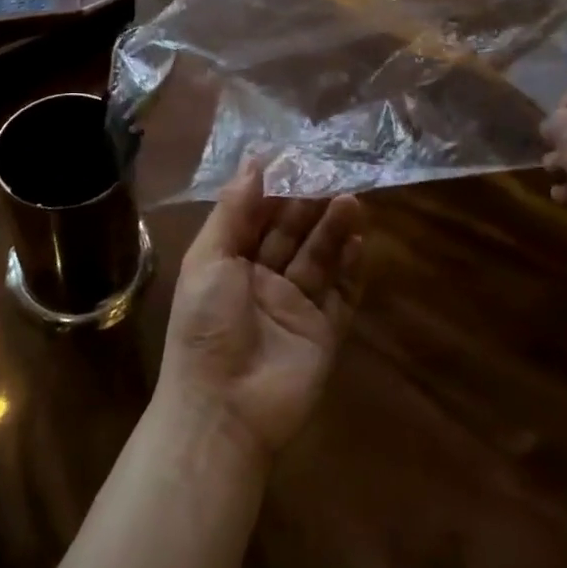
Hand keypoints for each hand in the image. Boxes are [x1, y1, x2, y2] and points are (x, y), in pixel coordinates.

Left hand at [156, 159, 365, 464]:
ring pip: (320, 258)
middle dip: (310, 204)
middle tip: (334, 174)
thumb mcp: (208, 259)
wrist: (222, 411)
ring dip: (334, 229)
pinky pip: (341, 295)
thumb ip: (233, 210)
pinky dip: (352, 269)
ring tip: (352, 201)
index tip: (298, 157)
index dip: (276, 189)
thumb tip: (254, 160)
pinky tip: (360, 242)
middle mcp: (263, 280)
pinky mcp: (323, 332)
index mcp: (230, 262)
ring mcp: (295, 307)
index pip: (257, 216)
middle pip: (292, 233)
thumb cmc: (206, 324)